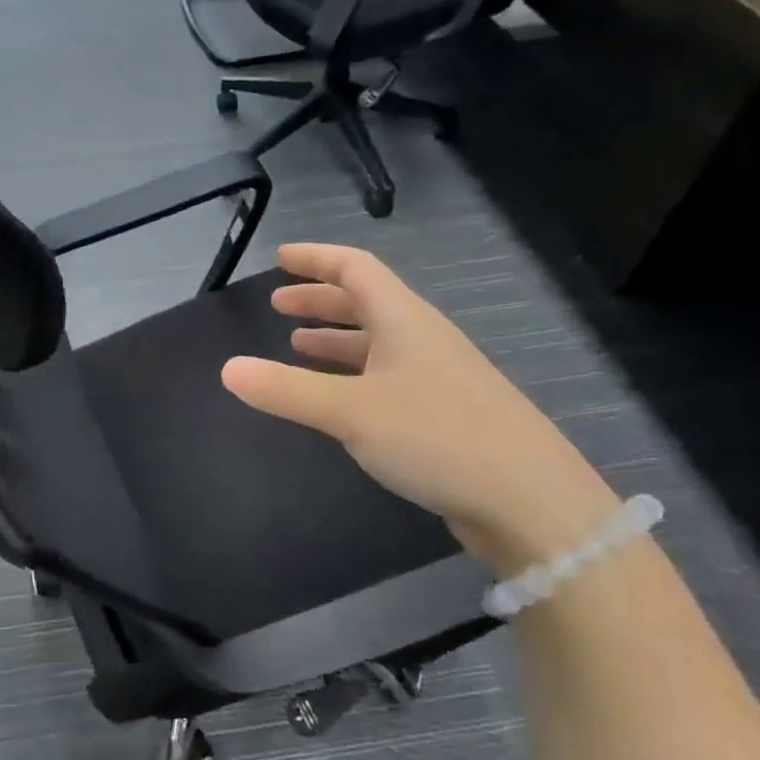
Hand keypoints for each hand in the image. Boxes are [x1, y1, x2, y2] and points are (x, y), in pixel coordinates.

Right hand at [220, 243, 618, 574]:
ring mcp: (438, 375)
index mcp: (404, 320)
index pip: (355, 268)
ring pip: (378, 341)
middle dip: (319, 299)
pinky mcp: (446, 412)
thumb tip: (228, 369)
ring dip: (336, 338)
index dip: (316, 259)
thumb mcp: (350, 412)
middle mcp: (422, 338)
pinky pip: (388, 375)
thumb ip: (286, 390)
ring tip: (297, 345)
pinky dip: (354, 373)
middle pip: (366, 302)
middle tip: (279, 304)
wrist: (532, 502)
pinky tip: (338, 396)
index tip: (280, 258)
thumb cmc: (437, 437)